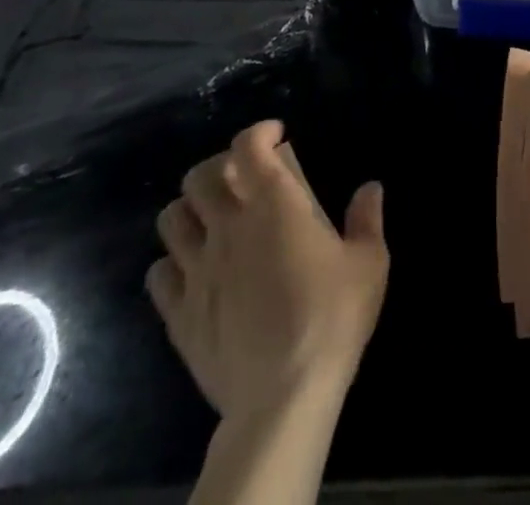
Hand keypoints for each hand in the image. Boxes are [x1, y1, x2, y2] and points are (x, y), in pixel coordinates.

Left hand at [147, 120, 387, 422]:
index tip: (275, 136)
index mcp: (273, 204)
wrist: (283, 397)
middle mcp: (228, 226)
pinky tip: (193, 271)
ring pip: (171, 219)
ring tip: (211, 220)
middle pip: (200, 176)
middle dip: (220, 166)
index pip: (248, 146)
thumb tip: (371, 188)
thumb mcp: (368, 263)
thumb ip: (367, 219)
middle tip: (241, 177)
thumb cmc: (331, 318)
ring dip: (190, 210)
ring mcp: (197, 270)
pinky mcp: (179, 315)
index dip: (259, 132)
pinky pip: (158, 275)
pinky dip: (172, 264)